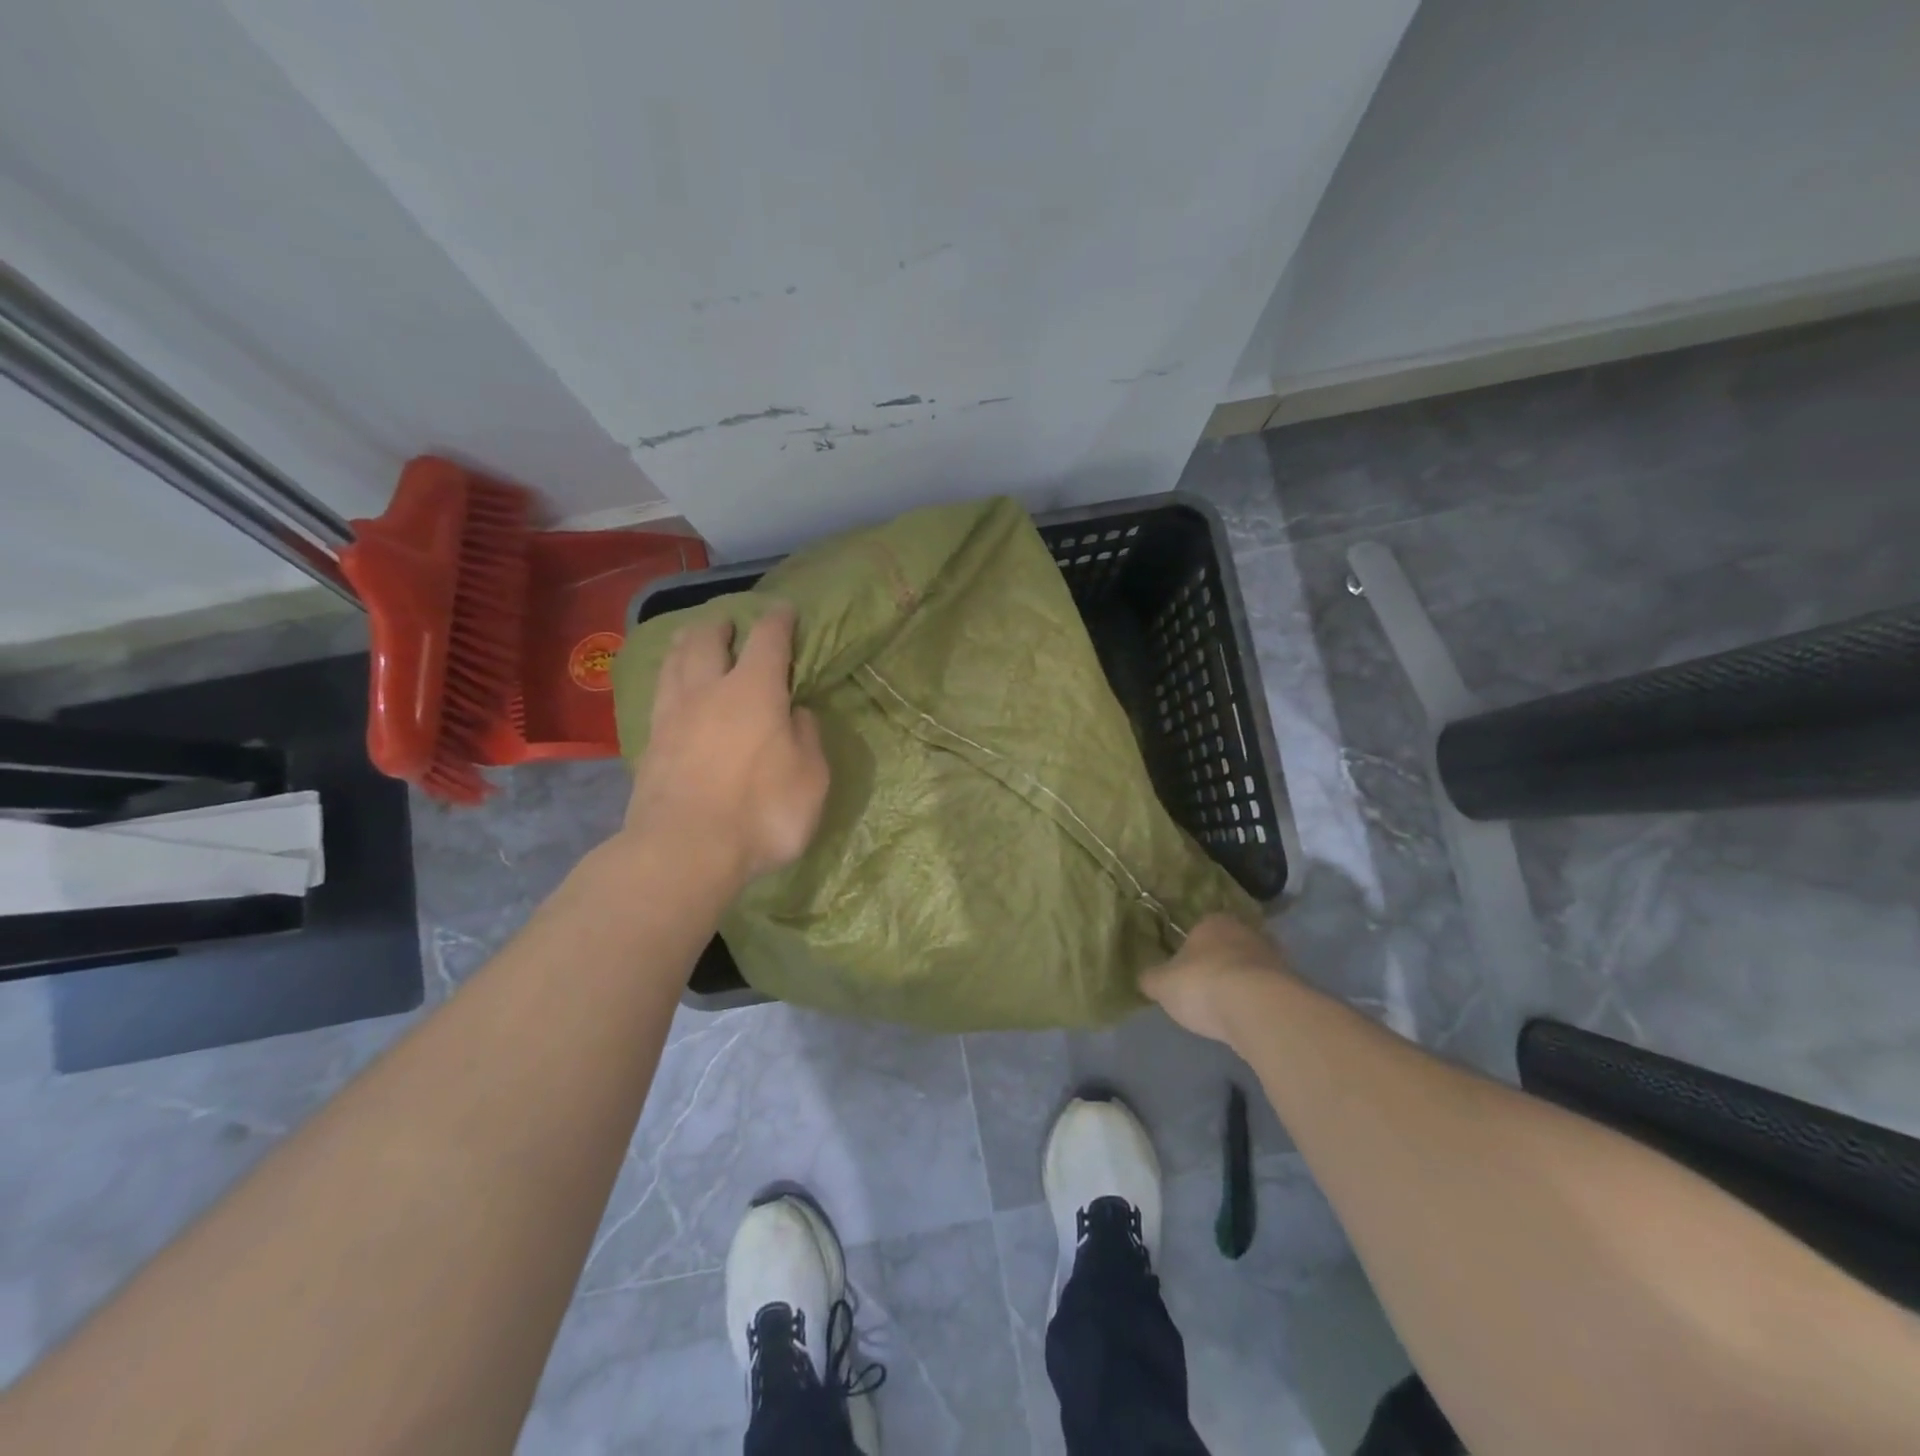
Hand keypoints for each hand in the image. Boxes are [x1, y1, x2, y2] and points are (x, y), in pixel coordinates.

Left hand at [623, 605, 828, 887]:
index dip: (779, 620)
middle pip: (708, 639)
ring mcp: (673, 714)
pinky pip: (659, 693)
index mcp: (755, 691)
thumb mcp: (811, 779)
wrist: (683, 851)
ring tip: (692, 639)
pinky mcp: (649, 743)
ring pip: (675, 661)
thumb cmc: (761, 813)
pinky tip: (671, 686)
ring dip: (687, 642)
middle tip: (730, 623)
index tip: (785, 610)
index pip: (768, 639)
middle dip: (722, 624)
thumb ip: (807, 739)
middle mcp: (709, 690)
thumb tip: (796, 714)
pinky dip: (668, 677)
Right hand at [1141, 914, 1292, 1044]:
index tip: (1185, 969)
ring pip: (1251, 967)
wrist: (1259, 1010)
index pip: (1199, 928)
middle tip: (1206, 987)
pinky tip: (1247, 1019)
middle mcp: (1246, 931)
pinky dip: (1258, 1002)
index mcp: (1212, 921)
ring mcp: (1274, 957)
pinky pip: (1268, 990)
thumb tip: (1146, 978)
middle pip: (1229, 945)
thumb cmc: (1203, 985)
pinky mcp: (1293, 985)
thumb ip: (1152, 979)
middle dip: (1220, 963)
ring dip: (1242, 983)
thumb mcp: (1162, 984)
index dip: (1191, 949)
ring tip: (1227, 1008)